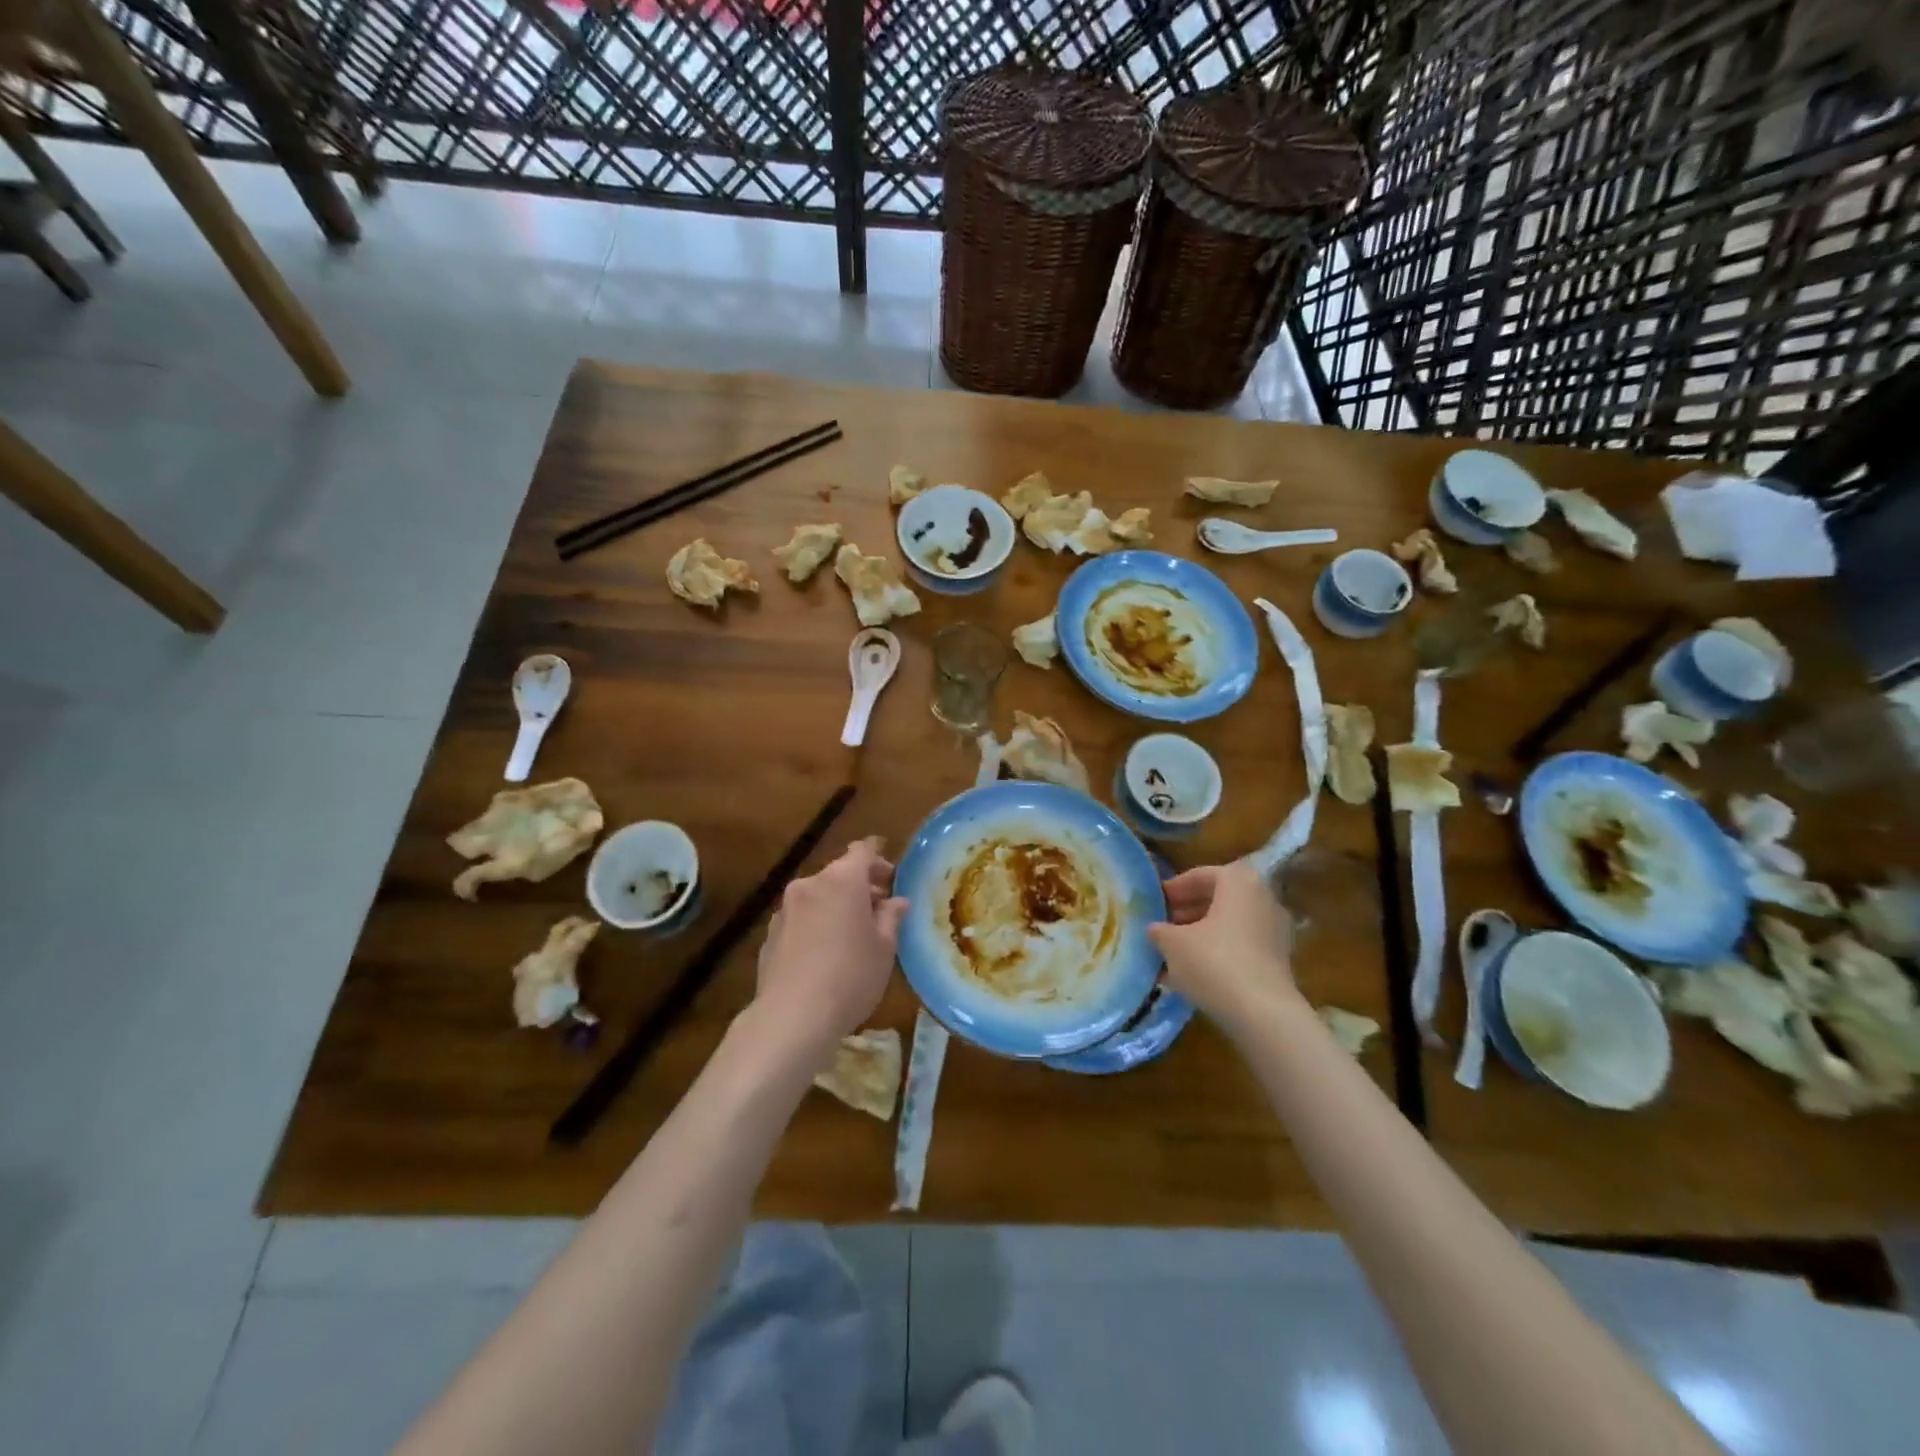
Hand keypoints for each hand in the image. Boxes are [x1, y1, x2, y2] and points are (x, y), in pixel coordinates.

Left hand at [751, 837, 905, 1058]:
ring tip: (851, 933)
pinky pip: (800, 917)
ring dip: (836, 905)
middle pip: (839, 873)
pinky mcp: (770, 933)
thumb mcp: (884, 948)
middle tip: (879, 909)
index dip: (878, 858)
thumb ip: (891, 917)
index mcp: (842, 880)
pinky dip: (816, 923)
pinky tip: (824, 952)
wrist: (791, 1017)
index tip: (891, 875)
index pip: (862, 851)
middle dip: (860, 886)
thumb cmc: (851, 976)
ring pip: (818, 895)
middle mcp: (810, 884)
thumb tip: (897, 901)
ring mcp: (785, 908)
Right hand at [1148, 859, 1295, 1023]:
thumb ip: (1160, 930)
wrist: (1263, 1014)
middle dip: (1187, 912)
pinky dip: (1218, 952)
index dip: (1172, 890)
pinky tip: (1193, 972)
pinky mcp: (1279, 960)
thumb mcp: (1173, 943)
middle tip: (1162, 927)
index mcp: (1239, 881)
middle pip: (1217, 898)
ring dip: (1201, 934)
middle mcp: (1264, 898)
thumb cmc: (1213, 962)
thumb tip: (1155, 929)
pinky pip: (1241, 946)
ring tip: (1172, 952)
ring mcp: (1275, 930)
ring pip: (1229, 924)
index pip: (1199, 876)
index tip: (1154, 904)